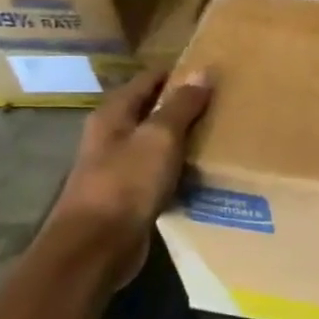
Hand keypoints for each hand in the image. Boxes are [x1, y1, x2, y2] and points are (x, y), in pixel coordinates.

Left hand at [46, 68, 211, 287]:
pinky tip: (201, 172)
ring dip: (182, 139)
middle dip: (183, 106)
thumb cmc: (126, 183)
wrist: (96, 247)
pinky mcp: (127, 196)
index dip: (178, 74)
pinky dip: (178, 168)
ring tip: (219, 135)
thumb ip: (181, 105)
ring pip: (155, 142)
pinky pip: (158, 172)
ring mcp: (116, 167)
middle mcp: (110, 136)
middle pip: (150, 110)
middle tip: (222, 104)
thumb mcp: (160, 137)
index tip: (212, 72)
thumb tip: (203, 71)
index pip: (148, 80)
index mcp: (113, 114)